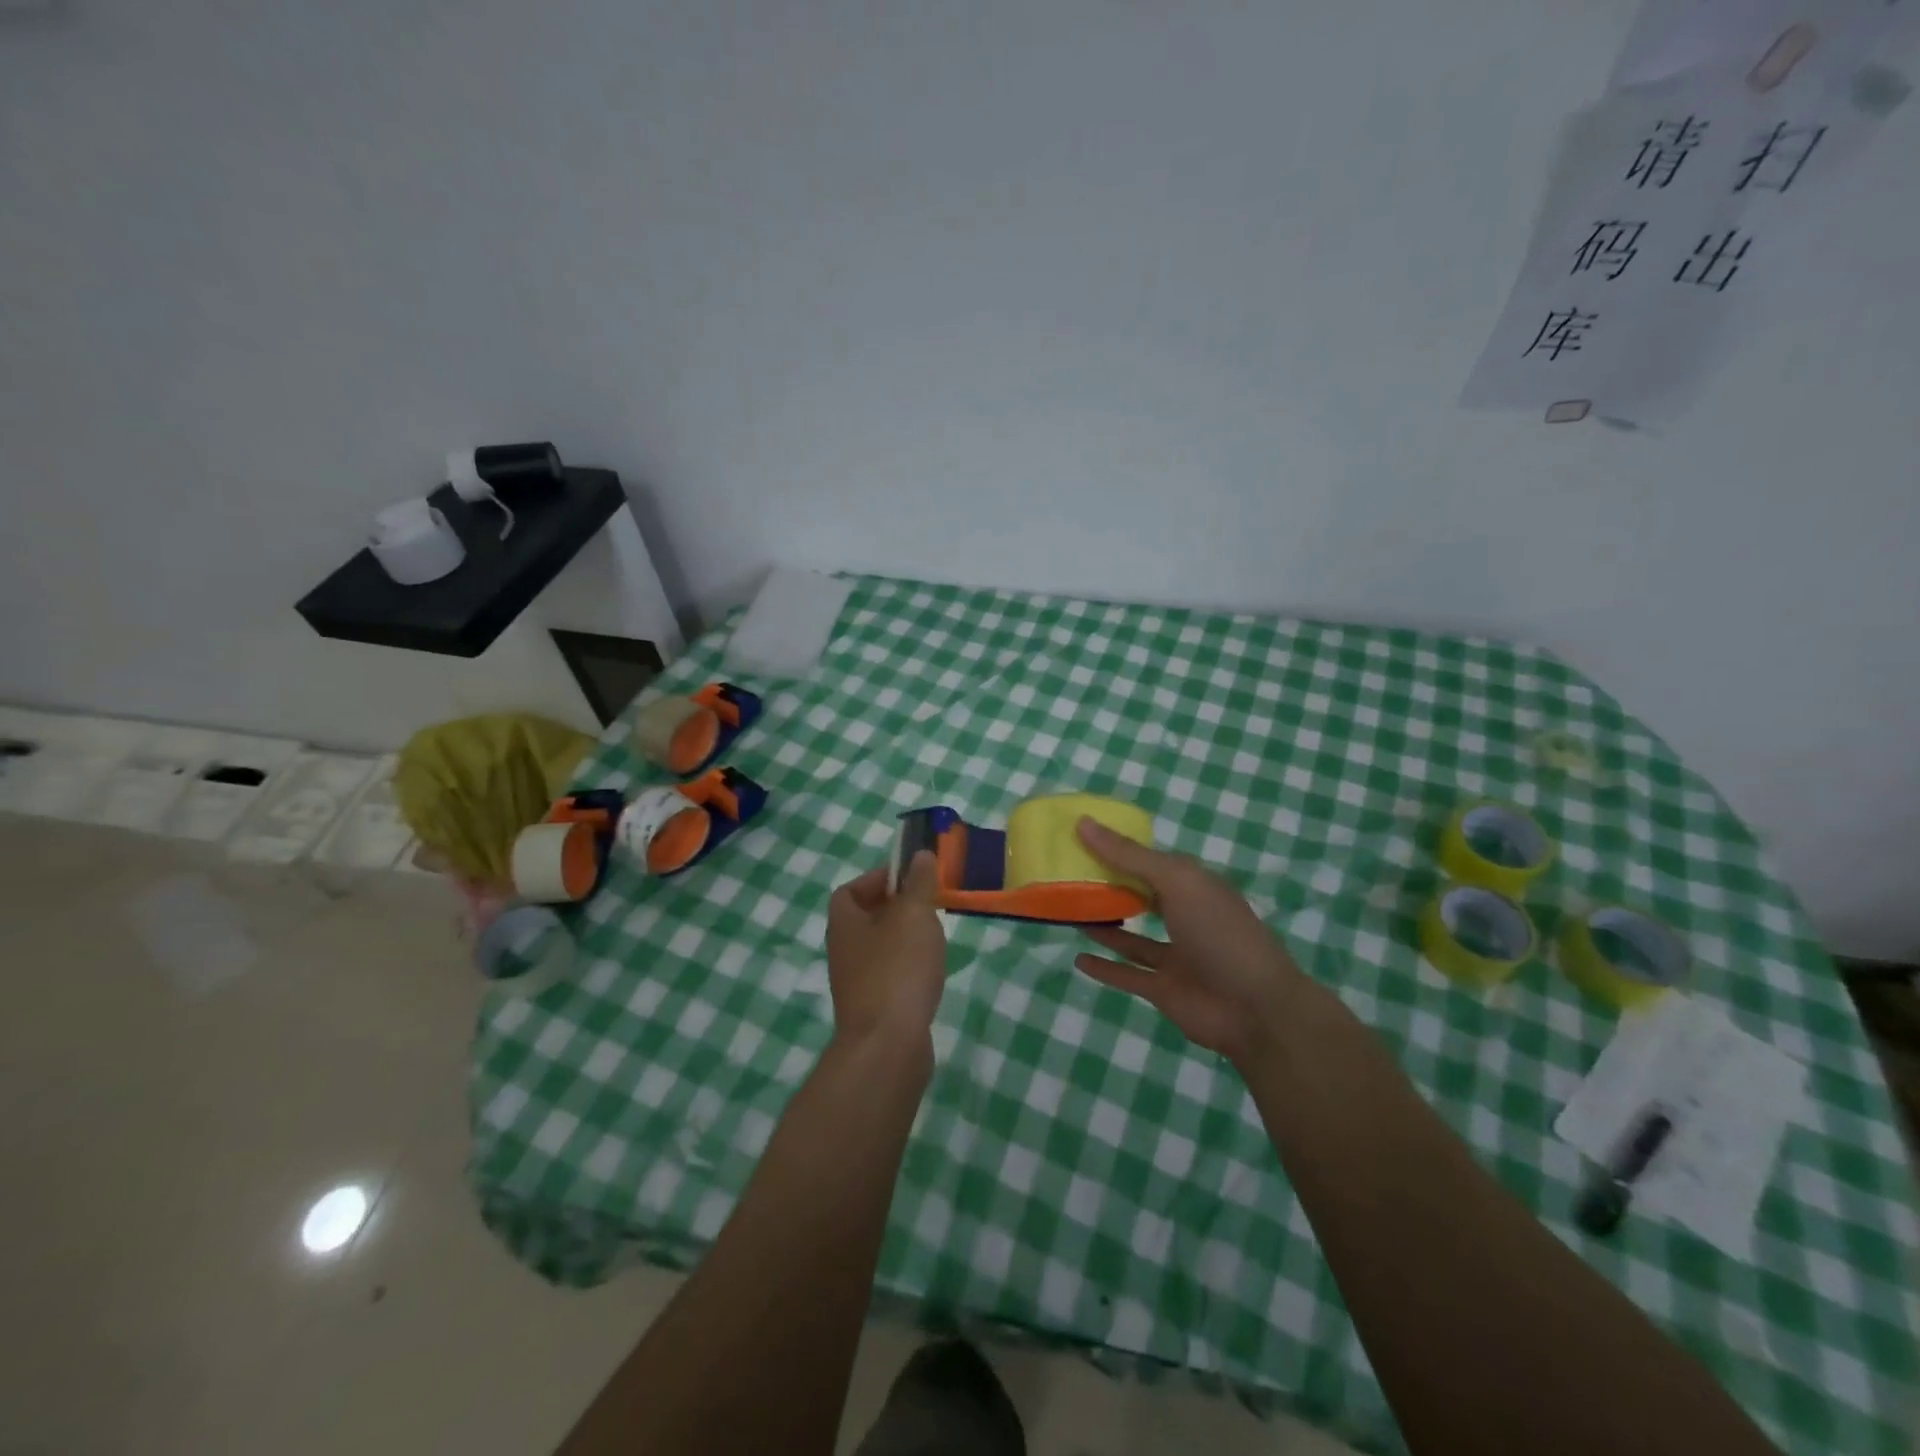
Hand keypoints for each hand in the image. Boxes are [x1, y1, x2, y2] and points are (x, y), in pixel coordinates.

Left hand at [825, 852, 947, 1049]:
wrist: (888, 1046)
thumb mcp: (914, 913)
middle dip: (898, 907)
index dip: (878, 878)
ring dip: (907, 939)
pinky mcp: (874, 1009)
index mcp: (844, 922)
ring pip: (882, 948)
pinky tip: (932, 972)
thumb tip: (920, 855)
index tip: (910, 877)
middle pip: (867, 918)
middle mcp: (843, 951)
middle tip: (930, 904)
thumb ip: (919, 882)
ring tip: (936, 936)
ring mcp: (856, 983)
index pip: (851, 889)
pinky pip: (892, 976)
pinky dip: (910, 969)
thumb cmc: (898, 968)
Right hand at [1074, 818, 1306, 1066]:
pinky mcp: (1164, 989)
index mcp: (1193, 885)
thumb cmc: (1220, 932)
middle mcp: (1184, 916)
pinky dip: (1105, 968)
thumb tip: (1083, 823)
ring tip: (1068, 911)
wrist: (1256, 1009)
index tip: (1080, 839)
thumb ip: (1129, 856)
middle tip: (1065, 875)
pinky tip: (1078, 957)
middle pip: (1140, 897)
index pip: (1150, 860)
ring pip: (1132, 937)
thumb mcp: (1176, 881)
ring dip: (1103, 925)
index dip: (1118, 849)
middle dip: (1108, 886)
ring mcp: (1175, 955)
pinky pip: (1128, 974)